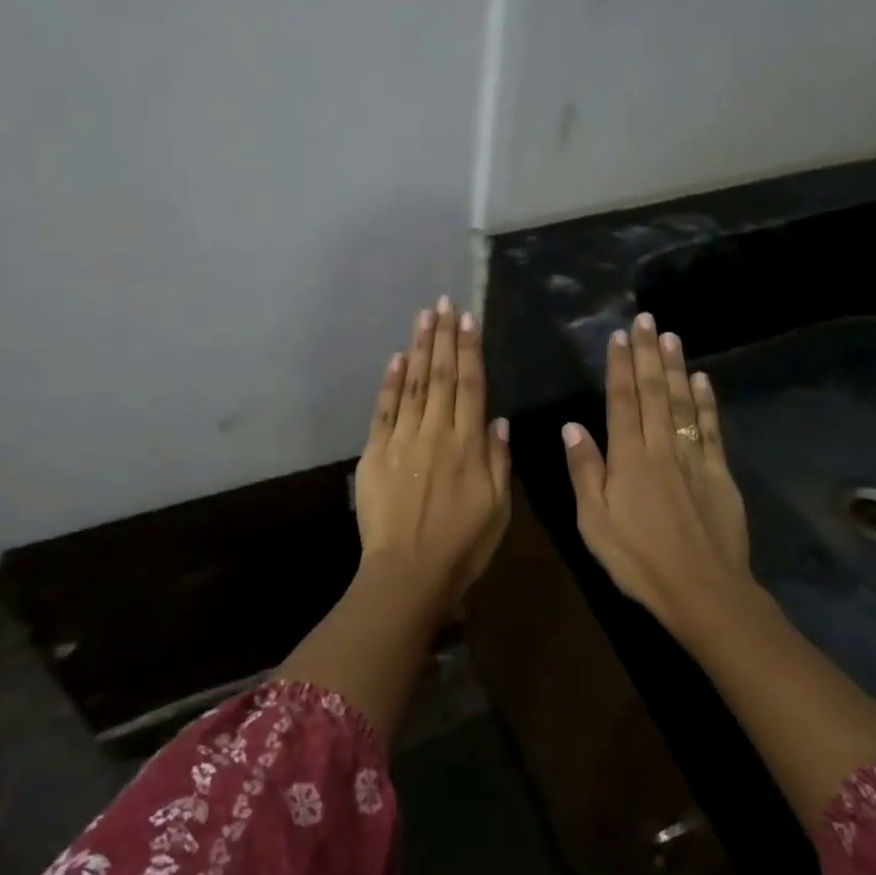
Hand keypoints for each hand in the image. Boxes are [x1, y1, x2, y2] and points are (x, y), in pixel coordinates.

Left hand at [355, 297, 511, 602]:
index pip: (472, 386)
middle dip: (444, 336)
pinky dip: (390, 382)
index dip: (471, 350)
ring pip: (414, 384)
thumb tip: (498, 420)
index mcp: (469, 445)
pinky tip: (396, 357)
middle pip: (442, 375)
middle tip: (444, 303)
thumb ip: (499, 460)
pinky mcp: (376, 452)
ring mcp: (403, 439)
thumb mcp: (498, 508)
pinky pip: (385, 409)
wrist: (408, 572)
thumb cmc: (462, 545)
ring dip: (420, 348)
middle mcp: (436, 432)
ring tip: (424, 316)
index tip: (468, 320)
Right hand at [562, 313, 760, 646]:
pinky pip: (710, 429)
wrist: (702, 590)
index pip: (622, 401)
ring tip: (671, 336)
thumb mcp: (593, 521)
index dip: (620, 367)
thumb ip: (585, 471)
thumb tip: (572, 426)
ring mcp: (693, 458)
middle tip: (647, 319)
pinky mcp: (719, 474)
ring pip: (683, 403)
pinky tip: (703, 380)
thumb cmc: (637, 559)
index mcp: (628, 458)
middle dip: (649, 354)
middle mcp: (661, 448)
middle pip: (655, 392)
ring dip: (676, 367)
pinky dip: (707, 402)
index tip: (619, 336)